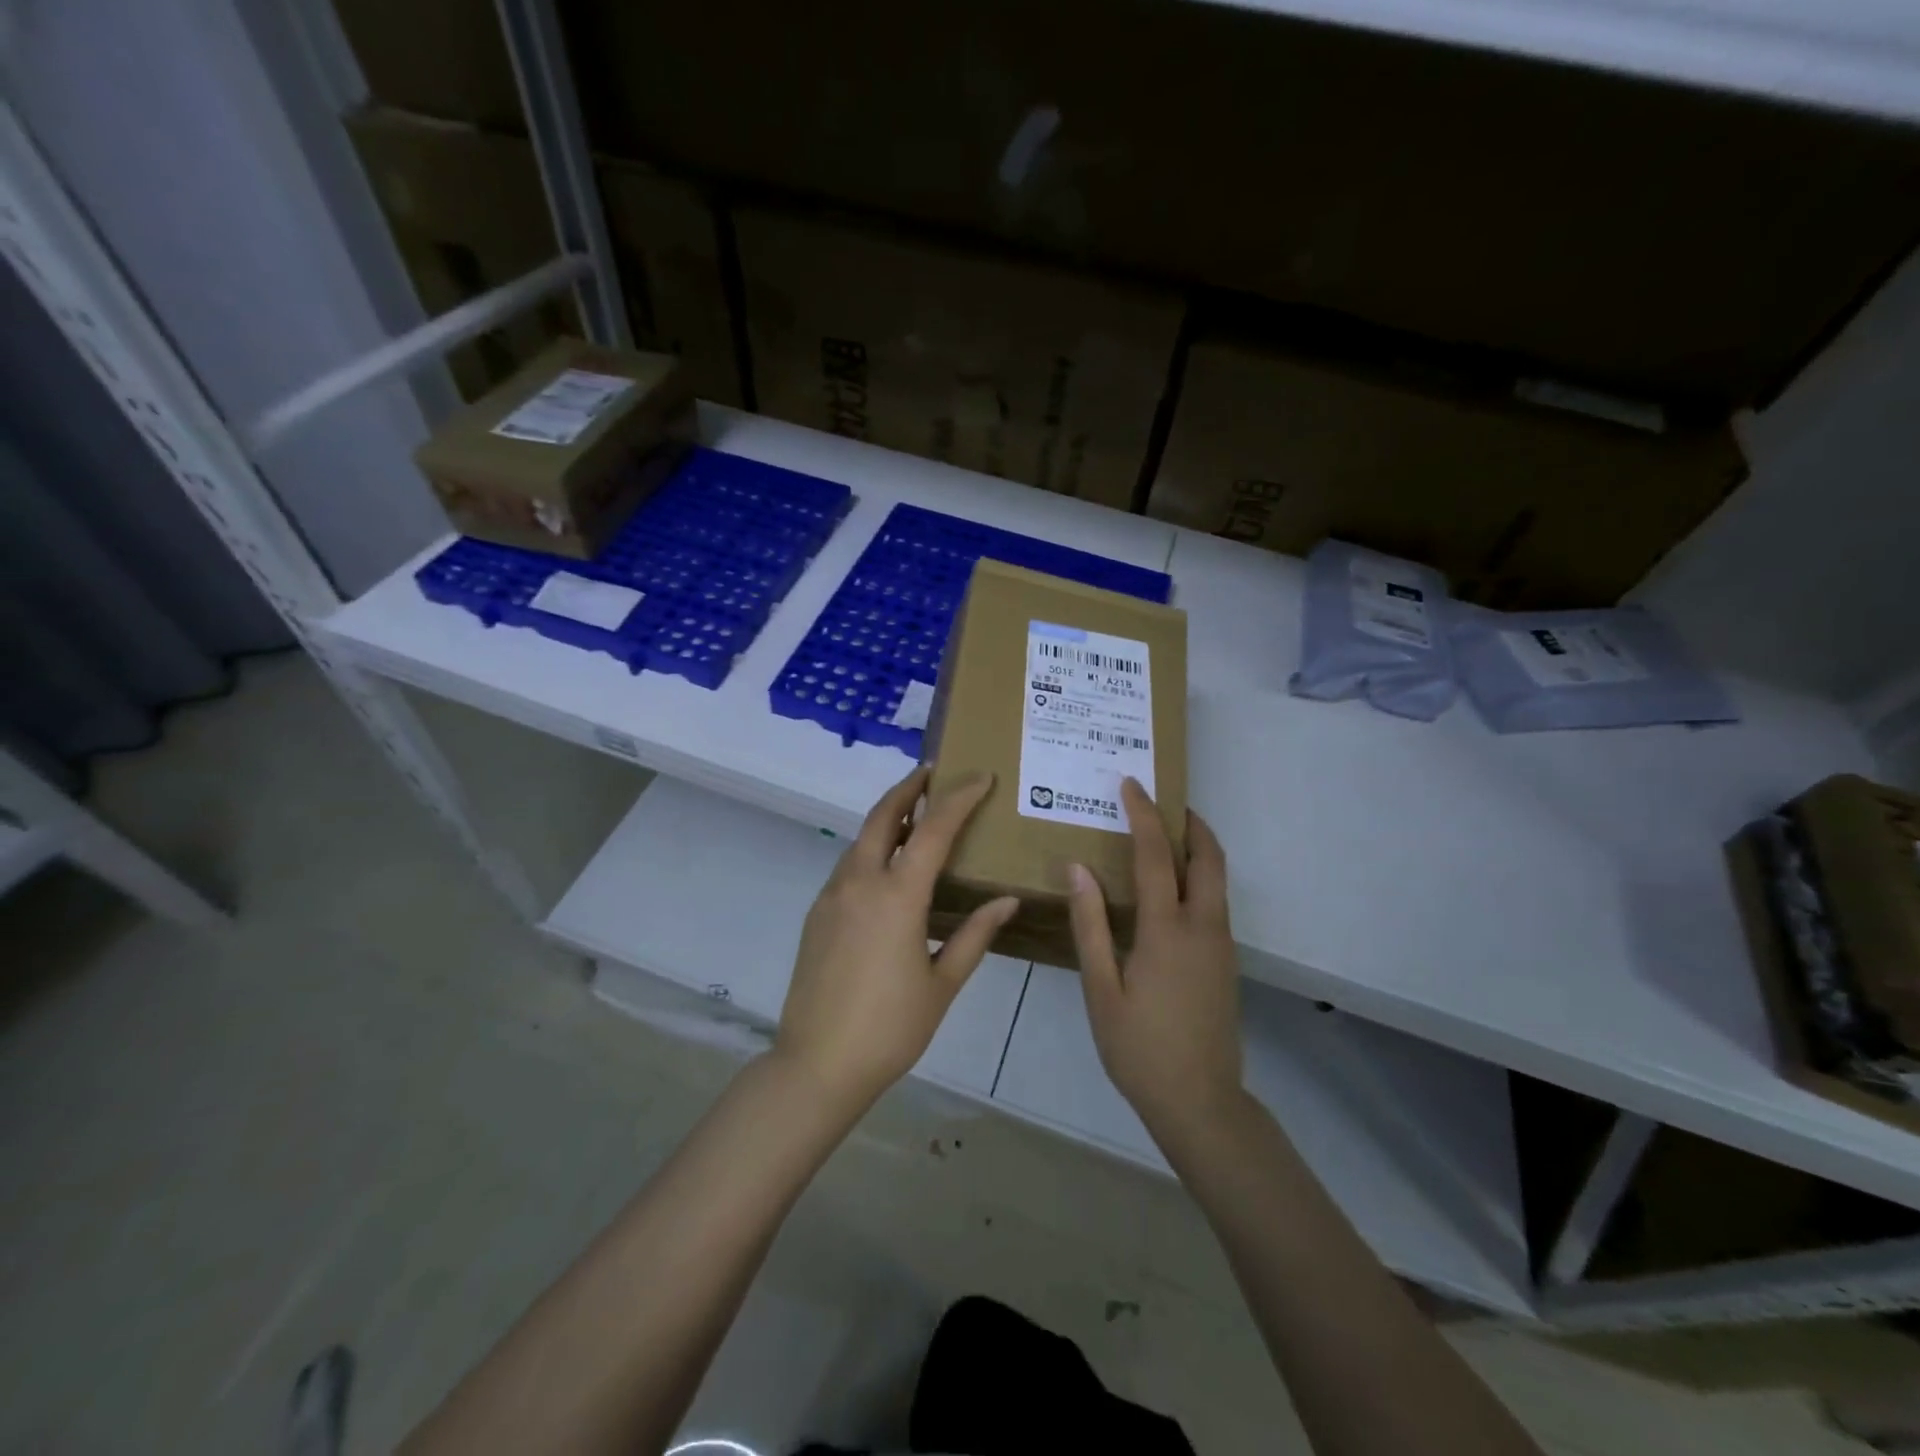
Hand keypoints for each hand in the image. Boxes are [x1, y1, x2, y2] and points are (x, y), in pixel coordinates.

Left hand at [775, 766, 1018, 1115]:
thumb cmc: (890, 1028)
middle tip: (932, 773)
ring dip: (888, 817)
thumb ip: (974, 935)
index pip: (933, 829)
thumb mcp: (942, 984)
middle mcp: (860, 883)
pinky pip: (849, 865)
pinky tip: (889, 868)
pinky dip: (872, 848)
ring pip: (861, 838)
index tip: (981, 778)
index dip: (959, 798)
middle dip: (908, 788)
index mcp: (897, 896)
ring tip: (916, 815)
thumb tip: (1006, 901)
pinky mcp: (817, 913)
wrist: (817, 1064)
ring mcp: (832, 896)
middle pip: (882, 815)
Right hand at [1068, 778, 1242, 1137]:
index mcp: (1168, 931)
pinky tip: (1171, 887)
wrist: (1201, 1102)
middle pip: (1209, 857)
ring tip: (1164, 834)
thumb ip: (1090, 925)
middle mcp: (1204, 927)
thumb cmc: (1140, 1049)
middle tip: (1163, 801)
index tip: (1130, 784)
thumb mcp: (1102, 990)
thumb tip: (1076, 869)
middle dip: (1190, 822)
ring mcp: (1221, 944)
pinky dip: (1199, 874)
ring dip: (1197, 847)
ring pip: (1218, 877)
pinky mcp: (1225, 960)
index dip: (1143, 815)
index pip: (1156, 856)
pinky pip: (1216, 900)